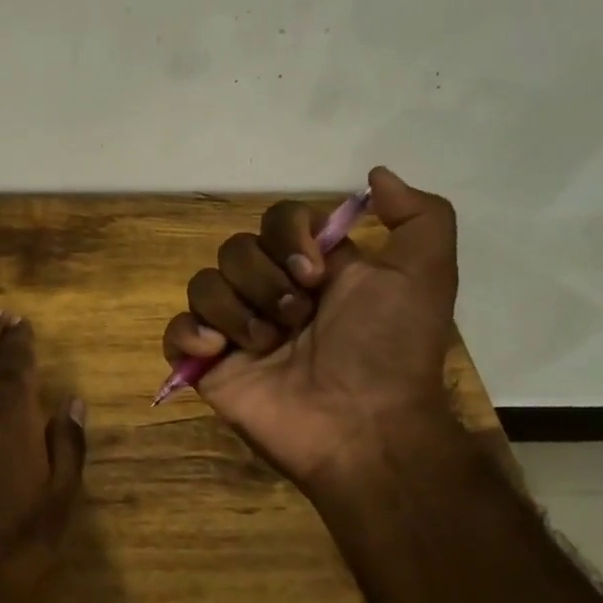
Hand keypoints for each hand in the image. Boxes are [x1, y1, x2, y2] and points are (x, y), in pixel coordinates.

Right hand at [161, 166, 459, 494]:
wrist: (363, 428)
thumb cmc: (388, 350)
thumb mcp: (426, 276)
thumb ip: (419, 216)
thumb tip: (376, 175)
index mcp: (311, 268)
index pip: (276, 218)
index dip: (287, 236)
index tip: (314, 273)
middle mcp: (270, 291)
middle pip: (234, 249)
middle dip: (264, 282)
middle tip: (296, 319)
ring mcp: (236, 328)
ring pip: (203, 284)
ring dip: (236, 312)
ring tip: (267, 347)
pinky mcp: (209, 364)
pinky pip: (176, 330)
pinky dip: (190, 336)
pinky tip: (219, 353)